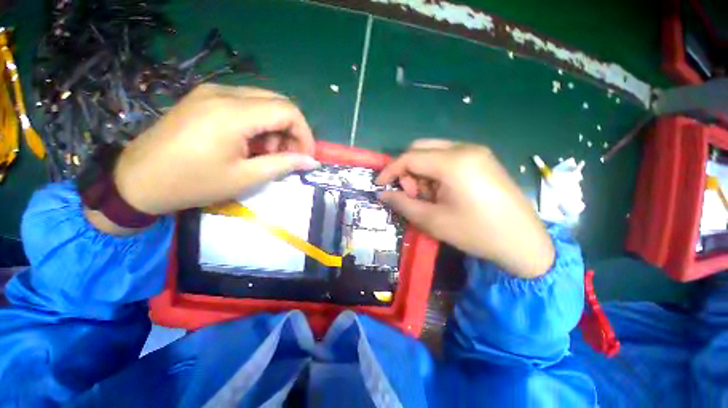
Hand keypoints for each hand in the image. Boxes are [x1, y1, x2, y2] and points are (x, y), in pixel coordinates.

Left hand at [113, 84, 317, 215]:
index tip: (306, 157)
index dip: (305, 134)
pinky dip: (259, 123)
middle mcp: (224, 93)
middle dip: (292, 131)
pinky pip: (246, 104)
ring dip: (276, 128)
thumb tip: (311, 162)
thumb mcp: (245, 178)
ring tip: (268, 153)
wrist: (138, 180)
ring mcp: (212, 92)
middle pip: (278, 102)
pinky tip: (251, 143)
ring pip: (264, 102)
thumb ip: (283, 165)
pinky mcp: (205, 97)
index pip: (288, 111)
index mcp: (233, 113)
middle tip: (289, 156)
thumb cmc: (193, 183)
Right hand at [376, 140, 553, 278]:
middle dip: (407, 170)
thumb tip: (383, 194)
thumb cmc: (476, 233)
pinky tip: (442, 191)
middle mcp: (465, 149)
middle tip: (410, 193)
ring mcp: (476, 152)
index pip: (409, 157)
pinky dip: (436, 171)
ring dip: (422, 171)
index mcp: (453, 162)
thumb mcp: (433, 221)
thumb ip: (403, 204)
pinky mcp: (482, 159)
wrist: (523, 242)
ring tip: (428, 196)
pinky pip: (448, 157)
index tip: (380, 184)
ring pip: (433, 152)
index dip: (390, 170)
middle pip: (420, 148)